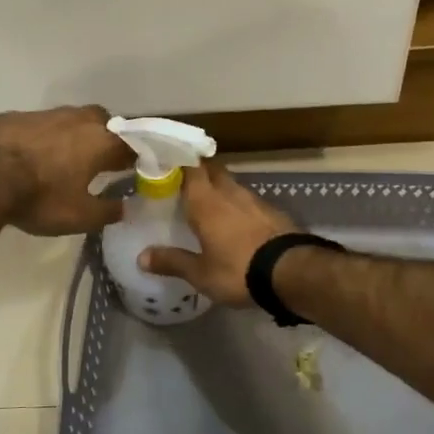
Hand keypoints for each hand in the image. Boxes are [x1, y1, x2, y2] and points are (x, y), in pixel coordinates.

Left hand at [0, 105, 131, 236]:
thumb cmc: (40, 197)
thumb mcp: (79, 216)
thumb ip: (107, 211)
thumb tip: (125, 208)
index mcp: (100, 141)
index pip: (131, 143)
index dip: (135, 157)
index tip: (134, 170)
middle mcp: (78, 119)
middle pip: (103, 123)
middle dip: (105, 138)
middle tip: (100, 161)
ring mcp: (45, 113)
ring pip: (70, 120)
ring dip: (73, 135)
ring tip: (64, 159)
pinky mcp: (16, 115)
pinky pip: (40, 125)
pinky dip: (43, 138)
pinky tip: (31, 155)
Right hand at [140, 161, 294, 306]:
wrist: (292, 272)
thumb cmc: (238, 270)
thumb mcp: (200, 274)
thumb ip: (172, 262)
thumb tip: (141, 257)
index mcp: (206, 201)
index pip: (190, 166)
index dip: (178, 159)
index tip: (165, 161)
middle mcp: (229, 192)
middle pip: (212, 169)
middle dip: (198, 171)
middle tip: (182, 182)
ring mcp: (255, 200)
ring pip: (231, 184)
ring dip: (219, 188)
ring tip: (207, 203)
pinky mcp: (273, 211)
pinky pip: (248, 200)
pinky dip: (238, 205)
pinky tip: (235, 221)